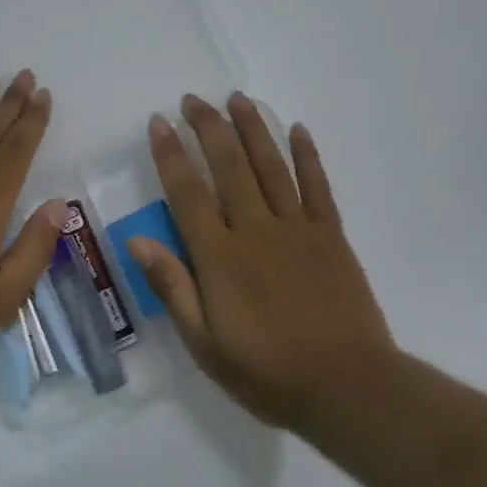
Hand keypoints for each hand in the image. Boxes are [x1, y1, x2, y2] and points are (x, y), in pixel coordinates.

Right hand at [127, 92, 397, 431]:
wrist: (348, 388)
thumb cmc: (267, 372)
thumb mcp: (204, 344)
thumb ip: (172, 287)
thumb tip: (137, 240)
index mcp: (220, 257)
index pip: (187, 193)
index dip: (171, 154)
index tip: (159, 123)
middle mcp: (255, 230)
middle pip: (228, 167)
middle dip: (208, 128)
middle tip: (193, 99)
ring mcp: (297, 229)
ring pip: (271, 166)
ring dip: (253, 128)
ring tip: (237, 98)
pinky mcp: (331, 236)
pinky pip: (317, 186)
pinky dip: (307, 155)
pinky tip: (297, 129)